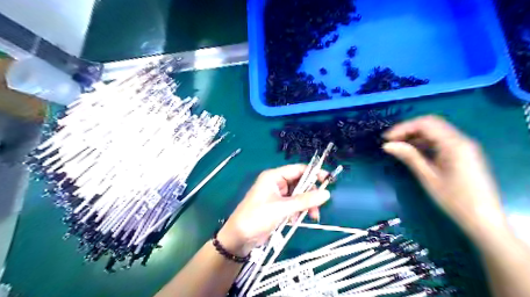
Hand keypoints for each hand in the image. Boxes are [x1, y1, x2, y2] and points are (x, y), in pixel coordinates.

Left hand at [218, 164, 330, 256]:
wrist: (239, 237)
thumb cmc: (257, 217)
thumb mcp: (282, 208)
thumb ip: (305, 200)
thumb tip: (327, 193)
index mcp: (274, 176)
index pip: (298, 169)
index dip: (314, 173)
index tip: (329, 180)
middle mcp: (276, 183)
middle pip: (300, 183)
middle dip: (310, 195)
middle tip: (317, 208)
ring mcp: (277, 195)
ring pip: (298, 195)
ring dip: (305, 205)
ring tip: (310, 217)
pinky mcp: (277, 206)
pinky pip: (293, 205)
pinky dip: (297, 211)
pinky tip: (295, 221)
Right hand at [384, 116, 506, 238]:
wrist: (483, 219)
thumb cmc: (454, 200)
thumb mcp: (428, 177)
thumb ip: (409, 157)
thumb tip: (387, 145)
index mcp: (454, 144)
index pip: (426, 124)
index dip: (403, 128)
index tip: (386, 139)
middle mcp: (461, 140)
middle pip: (431, 124)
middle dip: (408, 130)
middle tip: (390, 141)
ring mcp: (463, 147)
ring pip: (435, 132)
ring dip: (415, 136)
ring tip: (398, 146)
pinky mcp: (462, 154)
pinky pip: (440, 141)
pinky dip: (424, 143)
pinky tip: (413, 152)